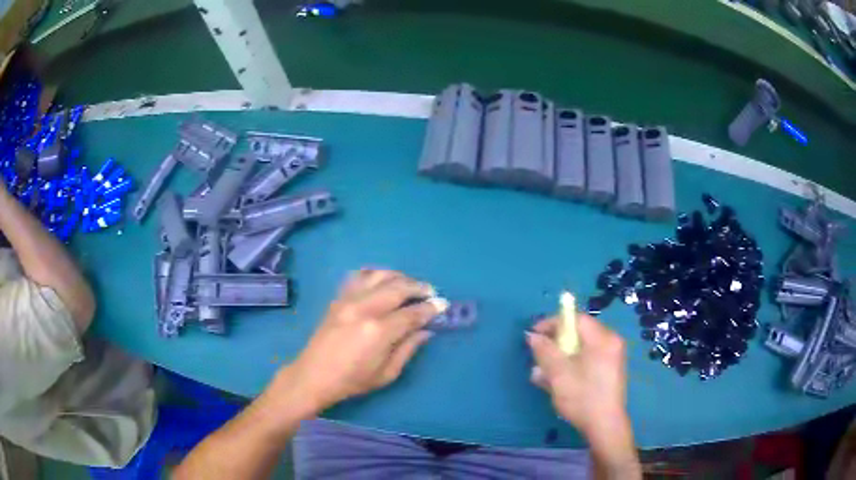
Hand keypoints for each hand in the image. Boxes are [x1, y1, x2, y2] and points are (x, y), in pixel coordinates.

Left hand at [284, 269, 446, 412]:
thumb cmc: (352, 380)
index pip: (412, 313)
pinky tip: (383, 281)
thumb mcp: (387, 373)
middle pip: (398, 287)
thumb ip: (408, 348)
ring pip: (380, 275)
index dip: (430, 308)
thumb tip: (426, 330)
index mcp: (378, 331)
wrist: (314, 375)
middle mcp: (364, 308)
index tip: (443, 305)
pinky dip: (375, 274)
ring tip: (410, 286)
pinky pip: (359, 275)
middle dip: (419, 287)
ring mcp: (348, 299)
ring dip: (399, 277)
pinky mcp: (338, 298)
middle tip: (431, 292)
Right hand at [526, 314, 633, 452]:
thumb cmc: (582, 396)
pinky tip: (556, 380)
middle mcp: (611, 343)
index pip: (576, 319)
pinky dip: (571, 364)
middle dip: (555, 342)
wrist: (604, 425)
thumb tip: (532, 336)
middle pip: (579, 333)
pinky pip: (587, 359)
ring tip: (543, 371)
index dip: (553, 323)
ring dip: (561, 356)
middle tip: (538, 354)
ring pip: (581, 348)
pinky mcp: (609, 370)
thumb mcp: (559, 373)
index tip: (534, 334)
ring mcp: (612, 357)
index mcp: (603, 338)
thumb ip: (545, 351)